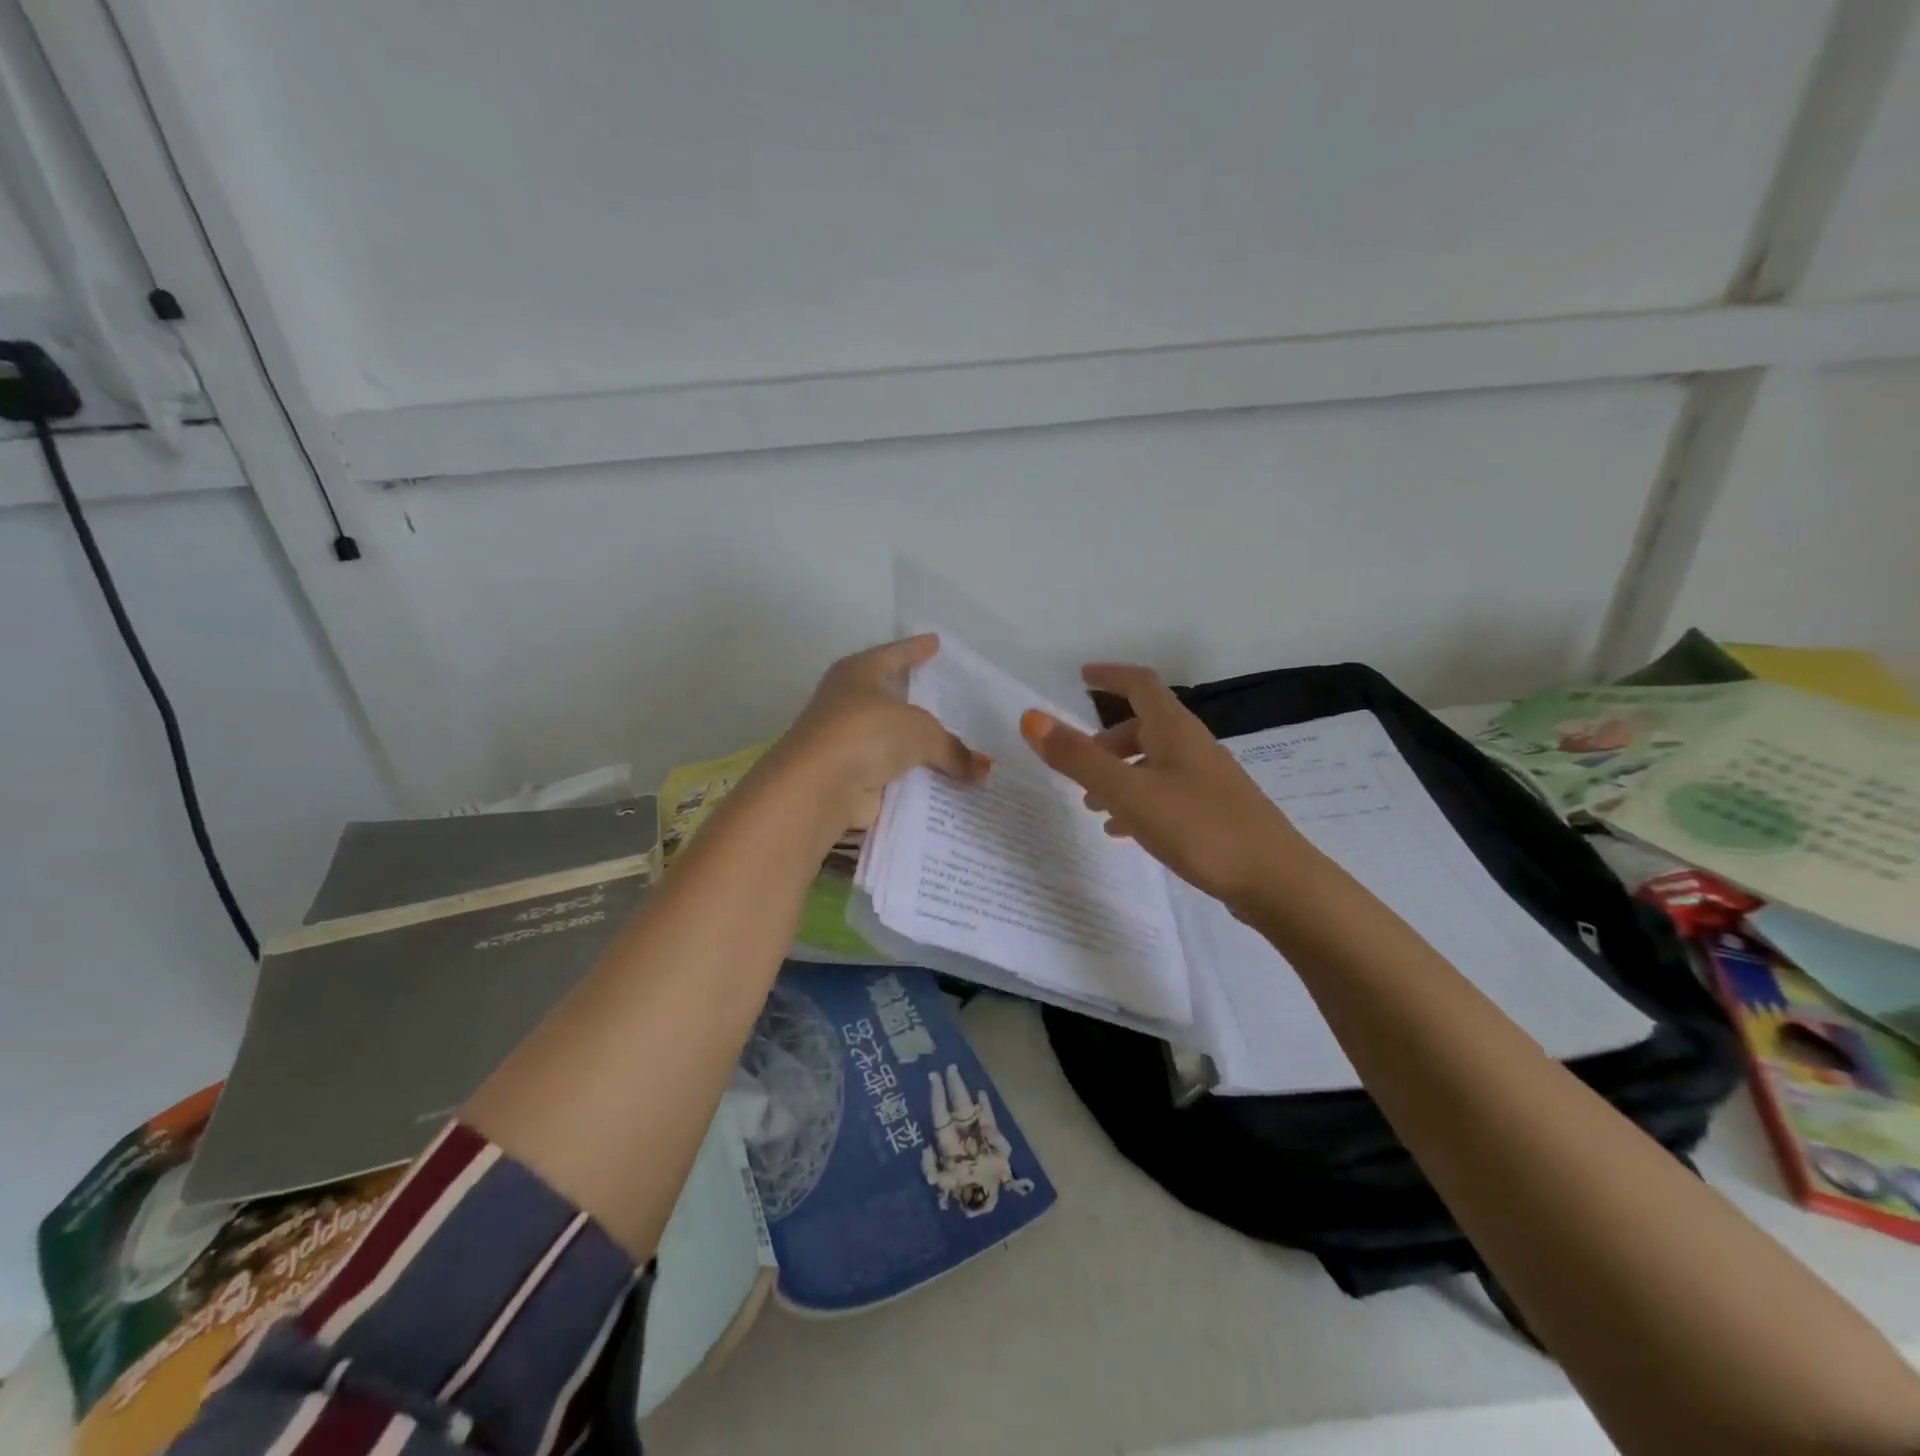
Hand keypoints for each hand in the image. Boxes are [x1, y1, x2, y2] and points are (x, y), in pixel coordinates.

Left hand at [771, 634, 989, 832]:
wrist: (820, 785)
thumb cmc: (868, 733)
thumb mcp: (922, 732)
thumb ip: (954, 749)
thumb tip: (983, 772)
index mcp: (859, 673)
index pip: (895, 653)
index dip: (916, 648)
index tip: (936, 642)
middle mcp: (848, 702)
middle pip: (891, 698)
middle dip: (920, 703)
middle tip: (954, 703)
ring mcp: (847, 741)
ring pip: (892, 740)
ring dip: (918, 748)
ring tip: (958, 750)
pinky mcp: (850, 777)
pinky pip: (891, 774)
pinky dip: (912, 779)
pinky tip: (941, 783)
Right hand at [1020, 663, 1316, 910]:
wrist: (1276, 882)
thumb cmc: (1199, 828)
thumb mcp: (1130, 793)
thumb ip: (1079, 758)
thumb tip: (1033, 718)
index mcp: (1174, 730)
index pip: (1140, 684)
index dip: (1110, 675)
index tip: (1082, 676)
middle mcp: (1193, 747)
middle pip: (1145, 726)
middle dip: (1106, 740)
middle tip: (1076, 763)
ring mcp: (1208, 781)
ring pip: (1154, 763)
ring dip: (1119, 774)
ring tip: (1091, 806)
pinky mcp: (1215, 812)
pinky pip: (1166, 793)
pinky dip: (1138, 802)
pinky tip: (1124, 833)